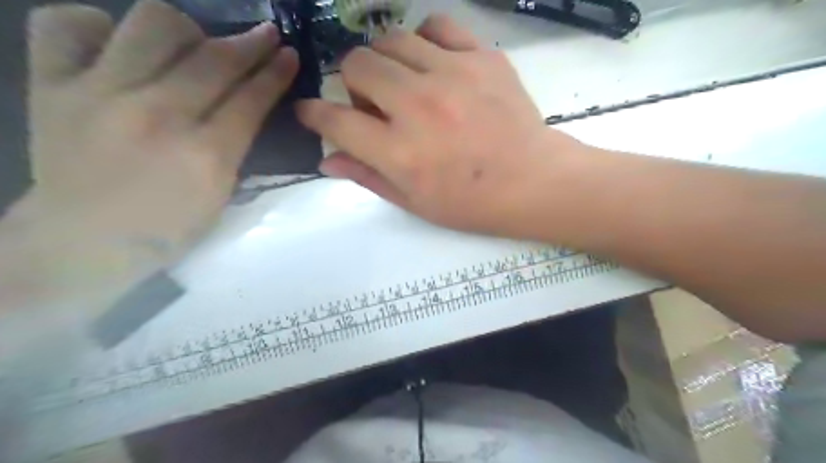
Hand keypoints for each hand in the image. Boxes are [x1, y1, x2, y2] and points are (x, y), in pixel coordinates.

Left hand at [26, 0, 301, 266]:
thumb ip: (235, 147)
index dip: (275, 73)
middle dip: (251, 43)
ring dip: (186, 29)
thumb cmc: (166, 228)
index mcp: (205, 155)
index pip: (251, 99)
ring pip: (152, 24)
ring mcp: (100, 94)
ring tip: (191, 45)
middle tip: (265, 36)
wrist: (83, 242)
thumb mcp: (220, 196)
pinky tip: (118, 44)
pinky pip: (67, 23)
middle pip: (214, 59)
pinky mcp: (51, 85)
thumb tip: (246, 105)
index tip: (289, 54)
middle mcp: (157, 115)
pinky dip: (98, 25)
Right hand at [297, 14, 586, 237]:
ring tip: (403, 83)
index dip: (314, 114)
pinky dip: (424, 39)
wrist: (533, 183)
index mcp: (399, 152)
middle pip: (357, 64)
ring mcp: (452, 75)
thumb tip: (327, 161)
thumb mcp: (414, 202)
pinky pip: (437, 25)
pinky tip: (431, 62)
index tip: (312, 112)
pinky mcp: (482, 58)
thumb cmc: (471, 203)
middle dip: (352, 83)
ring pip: (391, 39)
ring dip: (386, 61)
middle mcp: (418, 106)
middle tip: (372, 103)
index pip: (335, 121)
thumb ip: (368, 177)